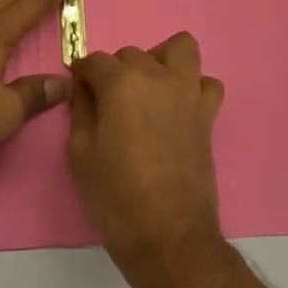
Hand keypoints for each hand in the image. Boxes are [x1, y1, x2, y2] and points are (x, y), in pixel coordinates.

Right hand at [68, 33, 224, 269]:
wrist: (168, 238)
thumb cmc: (116, 198)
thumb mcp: (81, 154)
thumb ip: (80, 110)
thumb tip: (83, 88)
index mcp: (121, 83)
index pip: (95, 61)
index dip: (82, 74)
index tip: (79, 89)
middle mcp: (157, 77)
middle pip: (131, 54)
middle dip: (115, 72)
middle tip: (108, 103)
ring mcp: (187, 92)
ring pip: (178, 49)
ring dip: (160, 61)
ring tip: (148, 90)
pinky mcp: (208, 114)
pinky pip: (206, 83)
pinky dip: (193, 87)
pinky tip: (178, 107)